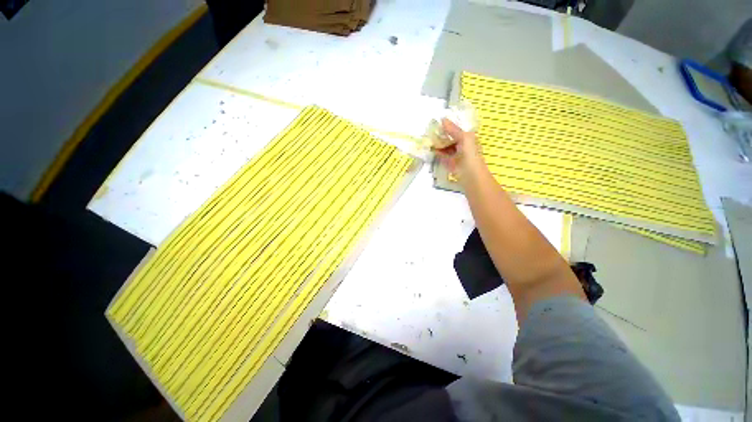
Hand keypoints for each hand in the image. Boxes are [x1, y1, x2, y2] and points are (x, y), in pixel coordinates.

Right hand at [433, 118, 483, 181]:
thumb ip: (453, 129)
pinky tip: (431, 149)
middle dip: (442, 135)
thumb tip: (442, 119)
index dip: (449, 125)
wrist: (471, 176)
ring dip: (439, 143)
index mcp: (469, 138)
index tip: (438, 121)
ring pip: (446, 147)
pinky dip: (438, 152)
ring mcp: (456, 156)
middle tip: (430, 130)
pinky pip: (443, 156)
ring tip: (428, 138)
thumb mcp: (464, 138)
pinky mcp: (450, 164)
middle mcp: (463, 146)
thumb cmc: (470, 155)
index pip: (458, 129)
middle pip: (451, 138)